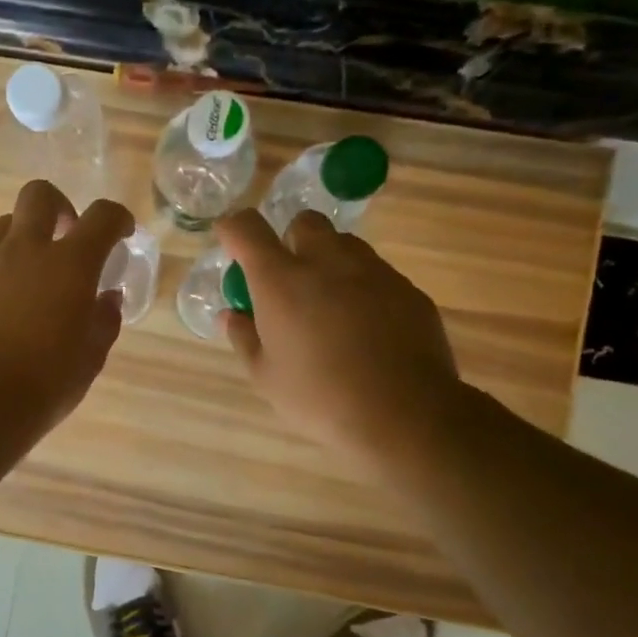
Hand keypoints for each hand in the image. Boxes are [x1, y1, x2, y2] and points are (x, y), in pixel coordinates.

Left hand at [0, 181, 133, 436]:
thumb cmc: (47, 383)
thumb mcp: (91, 357)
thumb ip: (104, 320)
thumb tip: (106, 298)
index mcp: (69, 265)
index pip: (102, 216)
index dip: (117, 218)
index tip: (121, 234)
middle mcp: (24, 251)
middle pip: (38, 195)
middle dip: (59, 206)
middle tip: (67, 236)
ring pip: (3, 227)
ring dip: (23, 239)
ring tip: (32, 277)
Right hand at [216, 208, 466, 473]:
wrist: (404, 413)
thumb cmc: (320, 397)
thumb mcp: (266, 376)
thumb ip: (244, 337)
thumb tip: (231, 315)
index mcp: (281, 281)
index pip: (246, 229)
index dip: (233, 229)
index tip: (230, 240)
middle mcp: (326, 262)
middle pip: (304, 222)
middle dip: (290, 240)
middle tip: (288, 281)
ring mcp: (372, 271)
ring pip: (344, 244)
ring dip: (328, 261)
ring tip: (329, 305)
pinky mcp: (407, 288)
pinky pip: (376, 273)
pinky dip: (362, 288)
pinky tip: (365, 328)